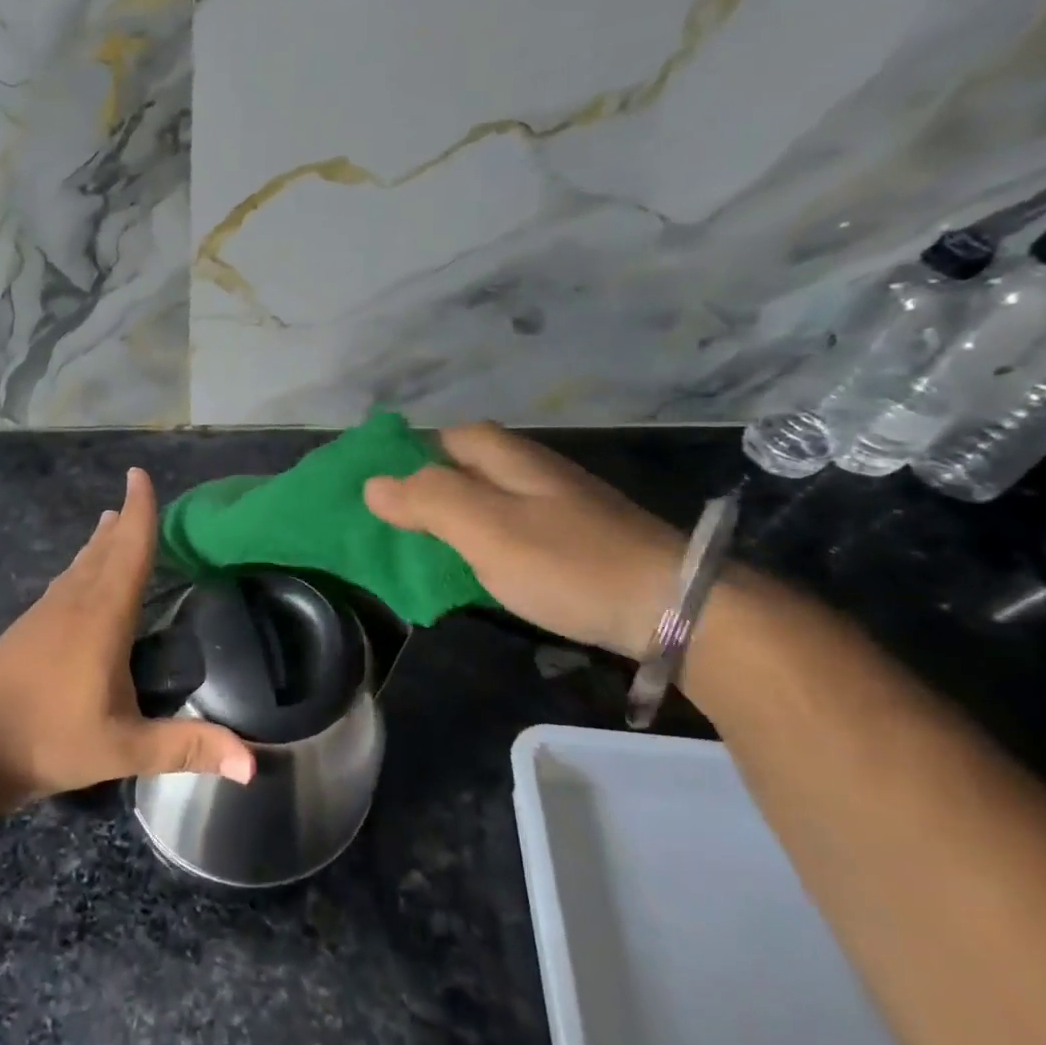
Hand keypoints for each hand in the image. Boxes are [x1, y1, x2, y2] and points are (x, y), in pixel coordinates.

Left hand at [0, 467, 255, 804]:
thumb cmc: (49, 739)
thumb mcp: (125, 747)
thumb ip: (187, 747)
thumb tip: (254, 765)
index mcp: (102, 615)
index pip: (130, 550)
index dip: (139, 511)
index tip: (138, 474)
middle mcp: (73, 602)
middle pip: (104, 550)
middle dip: (122, 521)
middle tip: (134, 494)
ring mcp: (44, 614)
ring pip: (79, 565)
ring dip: (99, 543)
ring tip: (109, 523)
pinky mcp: (25, 630)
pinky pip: (63, 584)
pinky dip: (80, 568)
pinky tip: (76, 581)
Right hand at [362, 422, 685, 656]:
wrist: (673, 607)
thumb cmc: (567, 561)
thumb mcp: (485, 528)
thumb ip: (427, 501)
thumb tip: (372, 484)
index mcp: (510, 458)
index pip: (448, 437)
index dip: (411, 454)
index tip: (379, 487)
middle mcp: (533, 473)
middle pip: (466, 468)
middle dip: (428, 489)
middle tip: (394, 524)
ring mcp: (557, 508)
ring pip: (487, 501)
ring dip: (452, 519)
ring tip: (422, 549)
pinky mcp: (572, 542)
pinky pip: (509, 531)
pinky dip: (481, 543)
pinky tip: (475, 568)